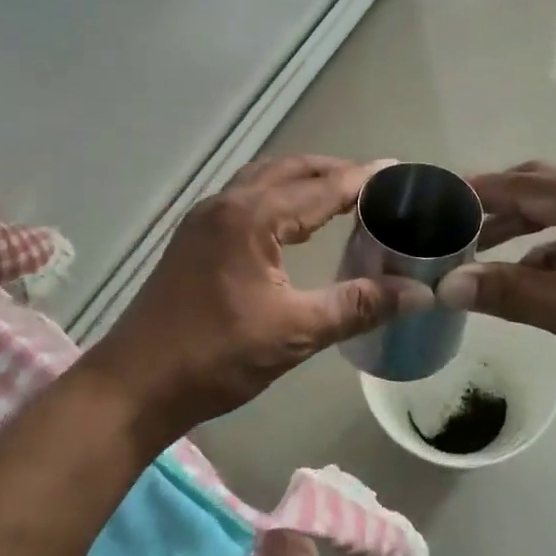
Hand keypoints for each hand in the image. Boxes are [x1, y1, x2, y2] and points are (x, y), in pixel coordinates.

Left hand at [83, 155, 433, 441]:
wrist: (136, 384)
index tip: (400, 171)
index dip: (363, 180)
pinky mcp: (194, 237)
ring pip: (263, 179)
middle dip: (334, 172)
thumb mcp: (294, 332)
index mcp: (251, 218)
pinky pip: (245, 197)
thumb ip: (357, 306)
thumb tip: (419, 293)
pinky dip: (277, 195)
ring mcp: (204, 219)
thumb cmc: (216, 357)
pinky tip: (292, 221)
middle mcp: (226, 204)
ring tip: (340, 195)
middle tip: (375, 185)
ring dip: (302, 179)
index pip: (321, 188)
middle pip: (290, 170)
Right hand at [435, 163, 555, 414]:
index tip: (430, 197)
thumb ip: (512, 293)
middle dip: (495, 209)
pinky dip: (553, 256)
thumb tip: (448, 285)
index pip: (526, 185)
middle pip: (544, 192)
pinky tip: (531, 280)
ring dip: (522, 234)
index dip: (476, 191)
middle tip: (448, 226)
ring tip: (477, 254)